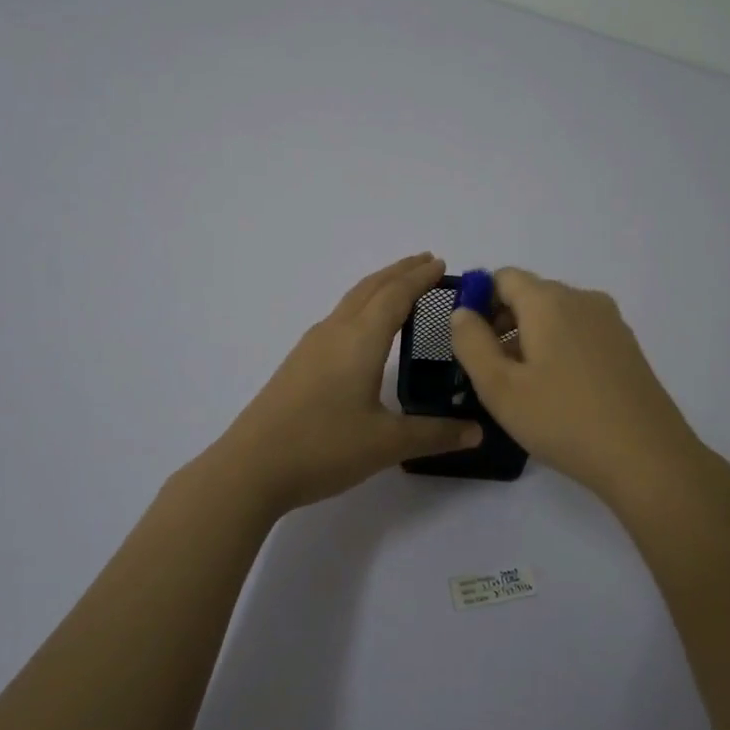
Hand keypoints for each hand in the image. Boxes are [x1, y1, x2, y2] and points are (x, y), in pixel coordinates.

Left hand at [208, 254, 482, 516]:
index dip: (420, 277)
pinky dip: (362, 308)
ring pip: (351, 301)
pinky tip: (363, 331)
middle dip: (400, 272)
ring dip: (379, 288)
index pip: (396, 295)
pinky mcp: (299, 364)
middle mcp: (335, 332)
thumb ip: (434, 434)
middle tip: (428, 263)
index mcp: (360, 339)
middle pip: (371, 288)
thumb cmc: (324, 447)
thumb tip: (477, 431)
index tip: (442, 264)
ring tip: (401, 288)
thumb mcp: (387, 444)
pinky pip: (339, 319)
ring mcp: (312, 346)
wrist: (251, 467)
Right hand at [450, 268, 708, 505]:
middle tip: (490, 371)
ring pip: (556, 316)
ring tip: (523, 388)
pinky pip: (580, 333)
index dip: (478, 301)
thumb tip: (463, 312)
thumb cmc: (563, 419)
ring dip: (530, 339)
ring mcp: (610, 322)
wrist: (647, 457)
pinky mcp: (627, 347)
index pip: (502, 277)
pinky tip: (558, 393)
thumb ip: (471, 342)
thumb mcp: (499, 387)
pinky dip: (559, 349)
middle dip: (502, 323)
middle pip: (531, 295)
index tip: (470, 342)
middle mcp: (582, 299)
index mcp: (548, 301)